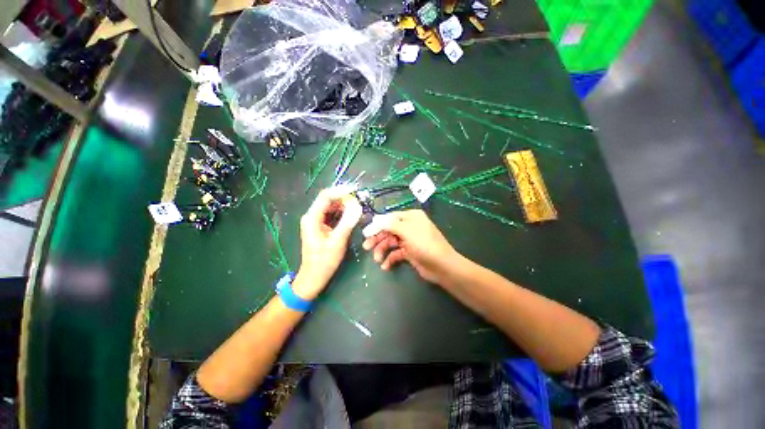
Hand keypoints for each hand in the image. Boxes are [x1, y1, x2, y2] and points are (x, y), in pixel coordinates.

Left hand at [294, 187, 362, 299]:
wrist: (314, 277)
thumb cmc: (324, 261)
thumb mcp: (337, 242)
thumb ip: (347, 222)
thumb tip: (357, 206)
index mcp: (312, 218)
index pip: (326, 196)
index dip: (341, 191)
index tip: (356, 191)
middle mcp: (312, 216)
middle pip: (329, 200)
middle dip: (345, 198)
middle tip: (361, 201)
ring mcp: (316, 221)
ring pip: (332, 207)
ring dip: (345, 205)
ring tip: (359, 208)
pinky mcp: (321, 226)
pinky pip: (333, 215)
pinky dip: (343, 213)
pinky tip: (352, 216)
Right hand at [362, 210, 460, 284]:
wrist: (442, 266)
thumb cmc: (424, 244)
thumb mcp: (406, 231)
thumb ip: (389, 224)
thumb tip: (374, 219)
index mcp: (411, 217)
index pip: (389, 218)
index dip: (377, 225)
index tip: (365, 233)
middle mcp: (409, 227)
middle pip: (388, 230)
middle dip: (377, 238)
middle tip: (366, 247)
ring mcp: (409, 240)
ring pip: (391, 242)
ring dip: (382, 250)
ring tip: (377, 259)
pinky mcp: (409, 253)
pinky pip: (396, 253)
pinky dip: (390, 259)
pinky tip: (385, 266)